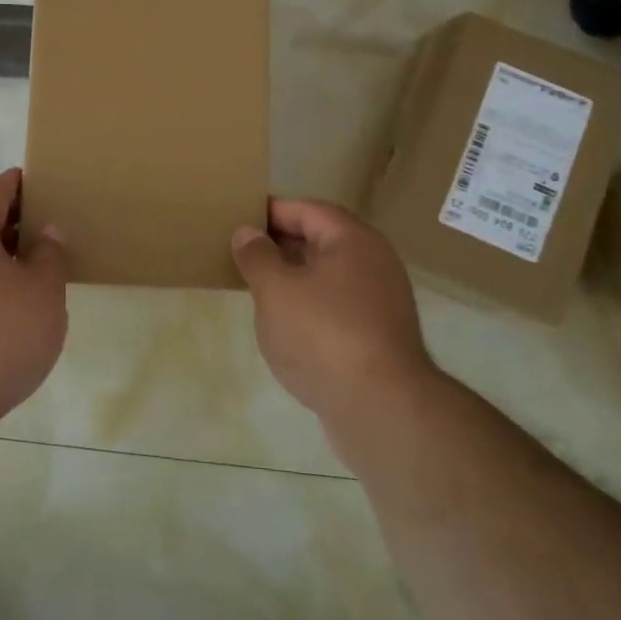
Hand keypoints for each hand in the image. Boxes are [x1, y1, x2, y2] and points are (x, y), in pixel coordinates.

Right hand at [232, 198, 434, 419]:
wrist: (381, 409)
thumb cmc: (323, 335)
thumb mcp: (276, 291)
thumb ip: (257, 257)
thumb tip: (246, 232)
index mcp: (353, 240)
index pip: (308, 210)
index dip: (272, 211)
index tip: (239, 216)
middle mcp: (374, 263)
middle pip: (321, 240)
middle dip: (281, 244)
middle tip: (242, 251)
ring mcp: (381, 301)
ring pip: (329, 276)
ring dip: (294, 277)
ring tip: (257, 286)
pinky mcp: (378, 336)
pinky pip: (337, 306)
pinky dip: (310, 306)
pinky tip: (285, 324)